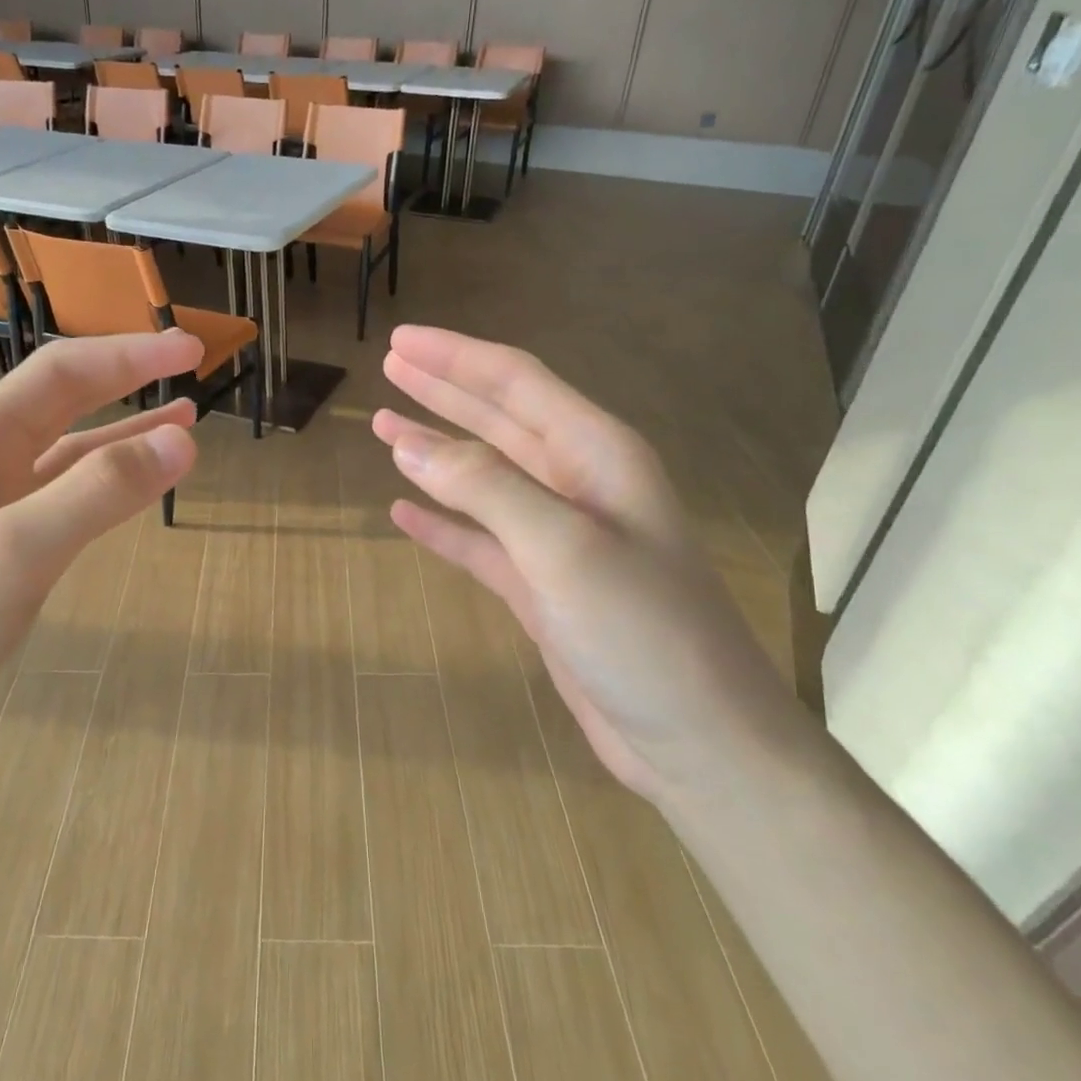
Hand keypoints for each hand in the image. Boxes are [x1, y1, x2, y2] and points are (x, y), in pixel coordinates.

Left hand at [0, 330, 203, 797]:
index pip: (62, 374)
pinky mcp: (1, 564)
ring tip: (182, 424)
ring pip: (70, 459)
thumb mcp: (16, 552)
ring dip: (124, 437)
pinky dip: (107, 491)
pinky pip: (66, 507)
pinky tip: (133, 492)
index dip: (129, 355)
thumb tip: (184, 438)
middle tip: (191, 372)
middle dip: (128, 383)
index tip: (192, 348)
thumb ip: (100, 492)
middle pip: (64, 405)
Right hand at [374, 325, 800, 802]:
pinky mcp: (541, 586)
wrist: (696, 740)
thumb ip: (488, 489)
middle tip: (389, 364)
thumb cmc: (643, 633)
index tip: (400, 341)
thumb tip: (411, 445)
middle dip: (444, 390)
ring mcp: (558, 538)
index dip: (456, 358)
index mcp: (597, 456)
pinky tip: (404, 512)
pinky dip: (442, 524)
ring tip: (385, 427)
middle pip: (499, 420)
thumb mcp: (565, 549)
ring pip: (484, 478)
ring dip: (436, 450)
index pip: (516, 384)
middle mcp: (578, 485)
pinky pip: (479, 540)